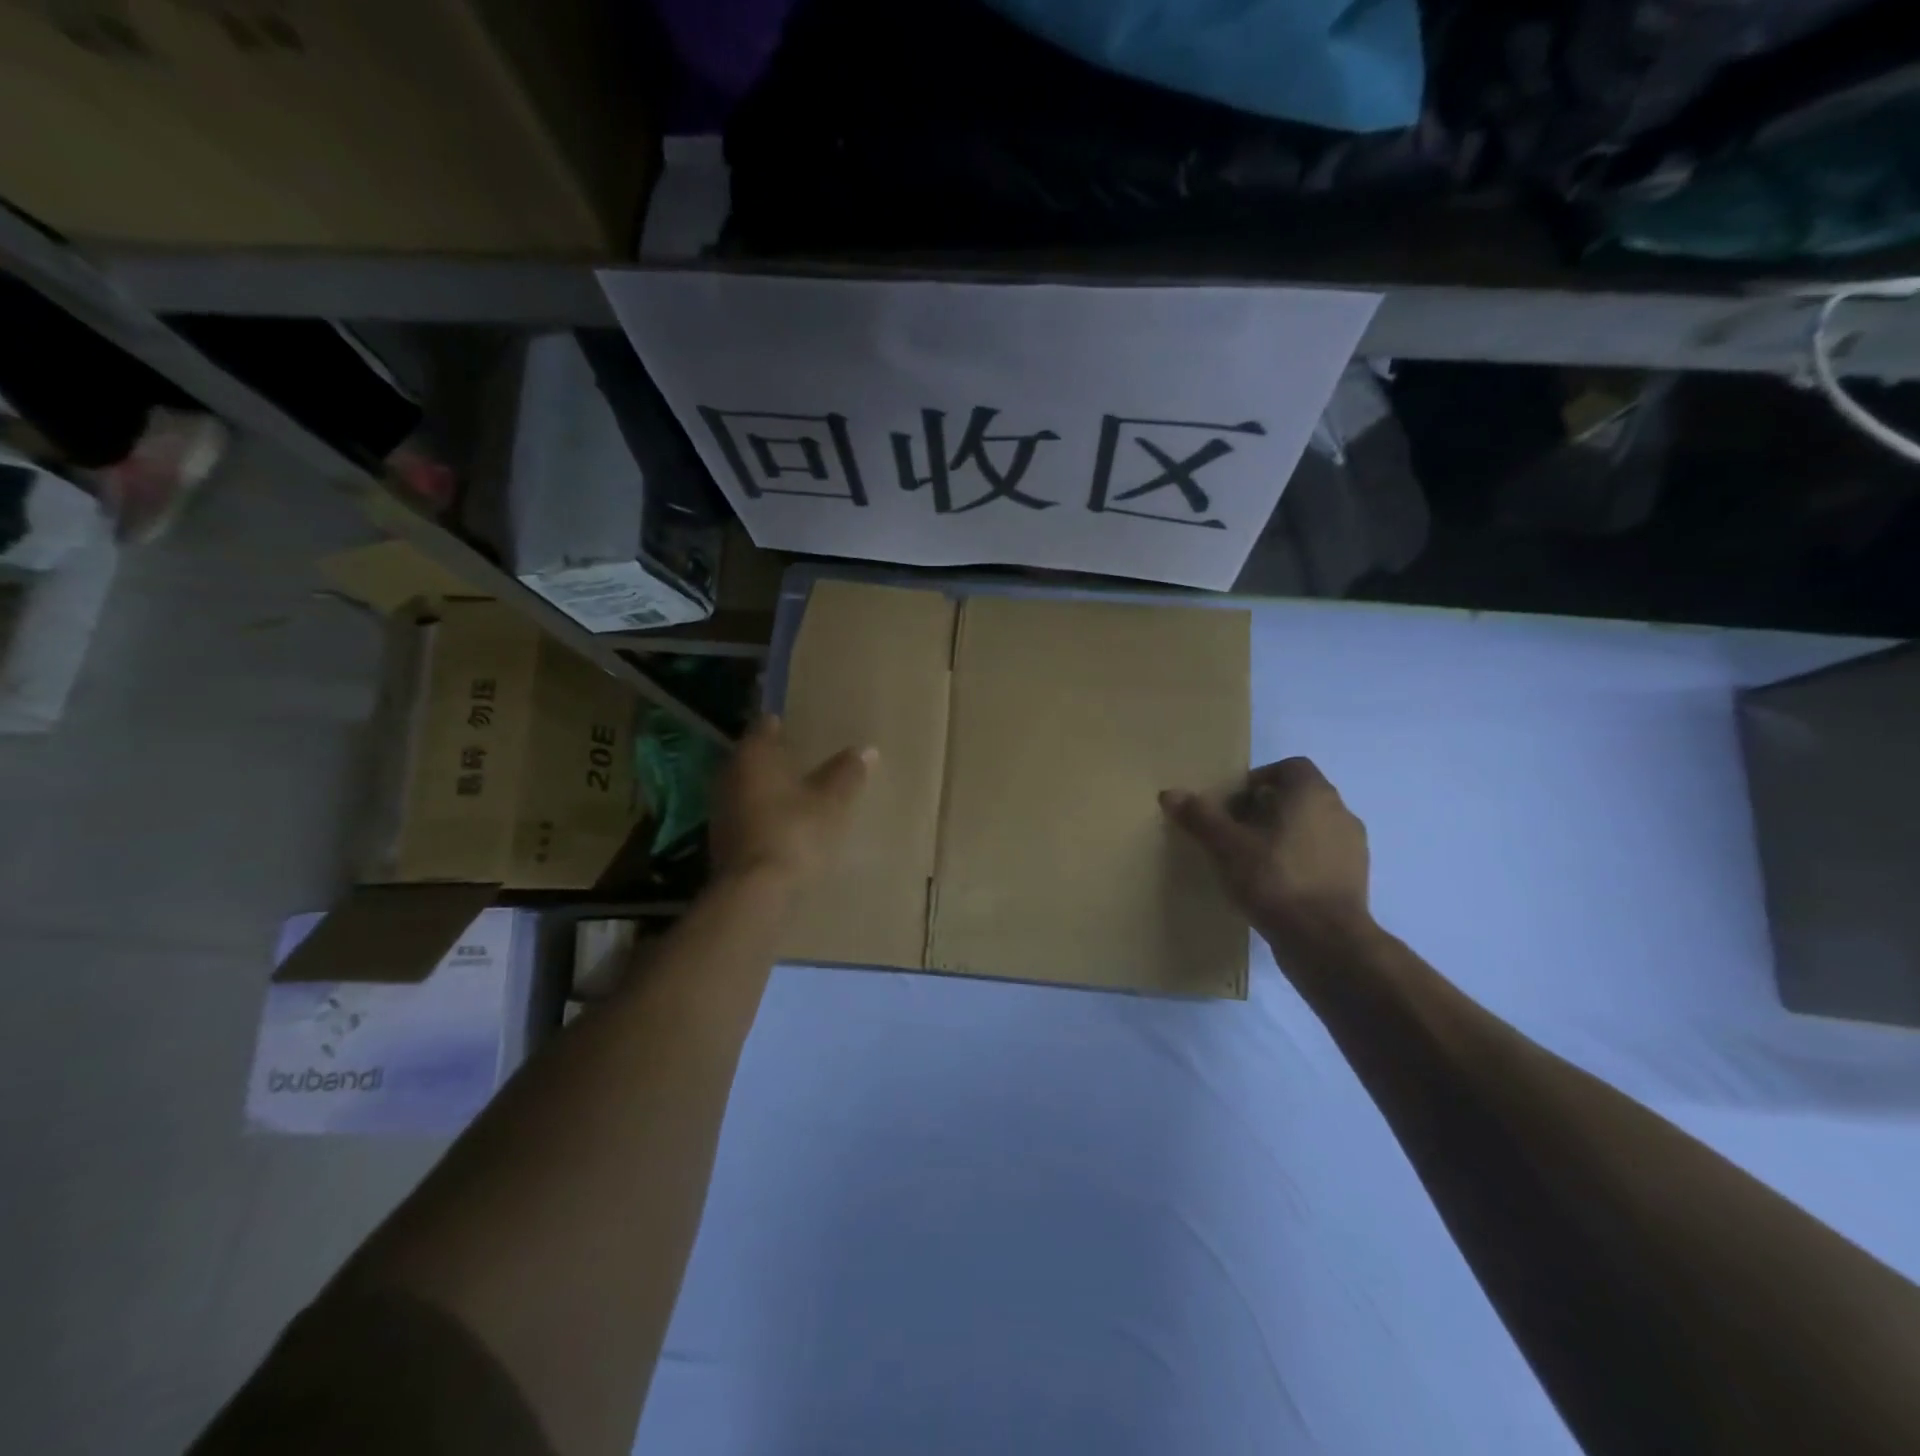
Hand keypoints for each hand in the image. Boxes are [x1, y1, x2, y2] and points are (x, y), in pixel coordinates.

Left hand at [710, 715, 875, 886]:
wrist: (756, 892)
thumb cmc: (795, 832)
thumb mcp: (832, 801)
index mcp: (753, 755)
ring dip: (767, 788)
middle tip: (802, 756)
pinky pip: (746, 815)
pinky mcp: (721, 840)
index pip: (765, 726)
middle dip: (775, 757)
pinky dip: (762, 814)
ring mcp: (721, 809)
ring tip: (796, 791)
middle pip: (753, 757)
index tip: (798, 725)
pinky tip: (783, 823)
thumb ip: (847, 773)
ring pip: (747, 787)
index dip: (781, 724)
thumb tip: (866, 749)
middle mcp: (729, 775)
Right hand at [1160, 758, 1372, 949]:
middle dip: (1265, 809)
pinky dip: (1299, 861)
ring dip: (1283, 836)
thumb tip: (1169, 793)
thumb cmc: (1275, 879)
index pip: (1290, 767)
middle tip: (1234, 832)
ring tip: (1252, 861)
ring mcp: (1352, 847)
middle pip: (1298, 797)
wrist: (1326, 940)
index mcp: (1312, 793)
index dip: (1259, 780)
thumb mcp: (1226, 846)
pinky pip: (1321, 856)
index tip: (1233, 805)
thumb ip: (1200, 816)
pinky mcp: (1355, 879)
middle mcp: (1339, 811)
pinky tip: (1274, 886)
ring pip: (1311, 827)